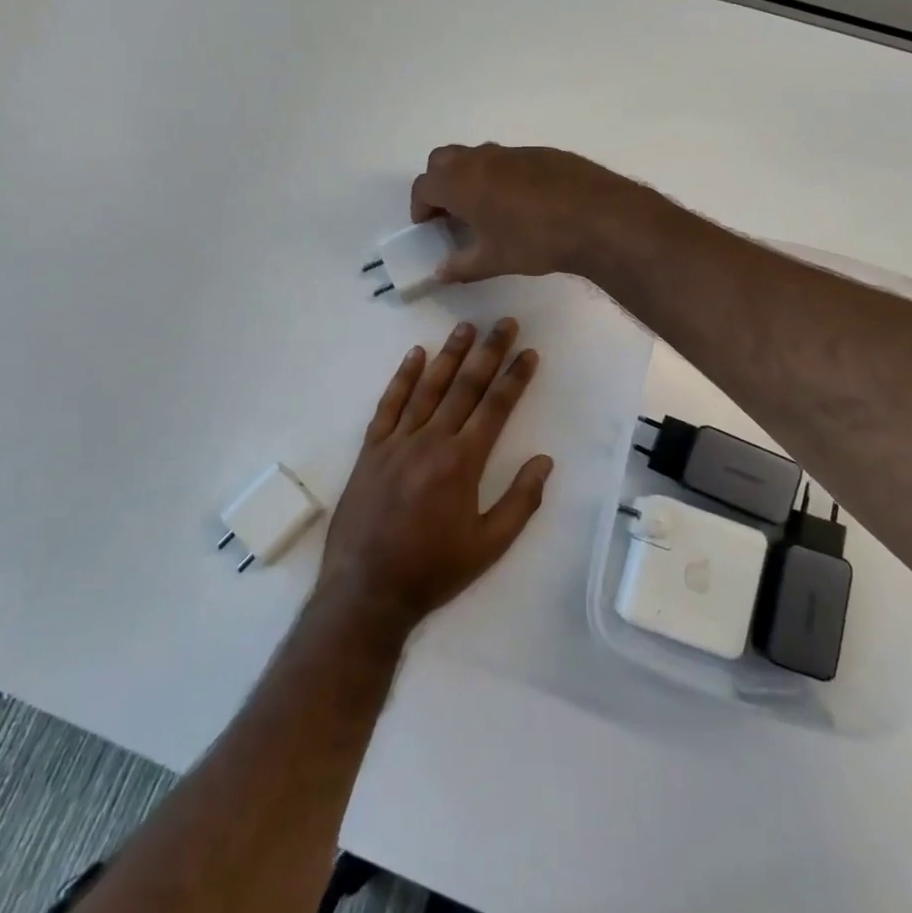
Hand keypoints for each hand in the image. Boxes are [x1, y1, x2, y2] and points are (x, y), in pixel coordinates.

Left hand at [315, 318, 552, 637]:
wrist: (367, 590)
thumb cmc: (434, 570)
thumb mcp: (489, 546)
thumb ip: (520, 501)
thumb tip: (544, 460)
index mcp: (463, 462)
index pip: (495, 407)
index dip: (514, 377)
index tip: (529, 351)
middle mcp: (431, 441)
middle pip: (464, 387)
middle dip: (488, 353)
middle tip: (503, 323)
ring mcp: (397, 442)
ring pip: (428, 388)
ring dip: (449, 355)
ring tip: (465, 327)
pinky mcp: (371, 449)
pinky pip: (388, 405)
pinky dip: (402, 378)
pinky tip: (414, 355)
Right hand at [409, 144, 646, 283]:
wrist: (598, 217)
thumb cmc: (535, 240)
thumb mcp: (494, 260)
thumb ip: (462, 266)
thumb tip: (441, 272)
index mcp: (461, 182)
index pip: (424, 186)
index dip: (420, 206)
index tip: (428, 226)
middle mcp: (482, 159)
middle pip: (443, 160)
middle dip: (439, 183)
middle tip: (451, 212)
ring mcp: (513, 152)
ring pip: (478, 156)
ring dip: (471, 177)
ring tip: (486, 209)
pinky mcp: (542, 153)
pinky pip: (509, 160)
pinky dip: (502, 176)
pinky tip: (523, 204)